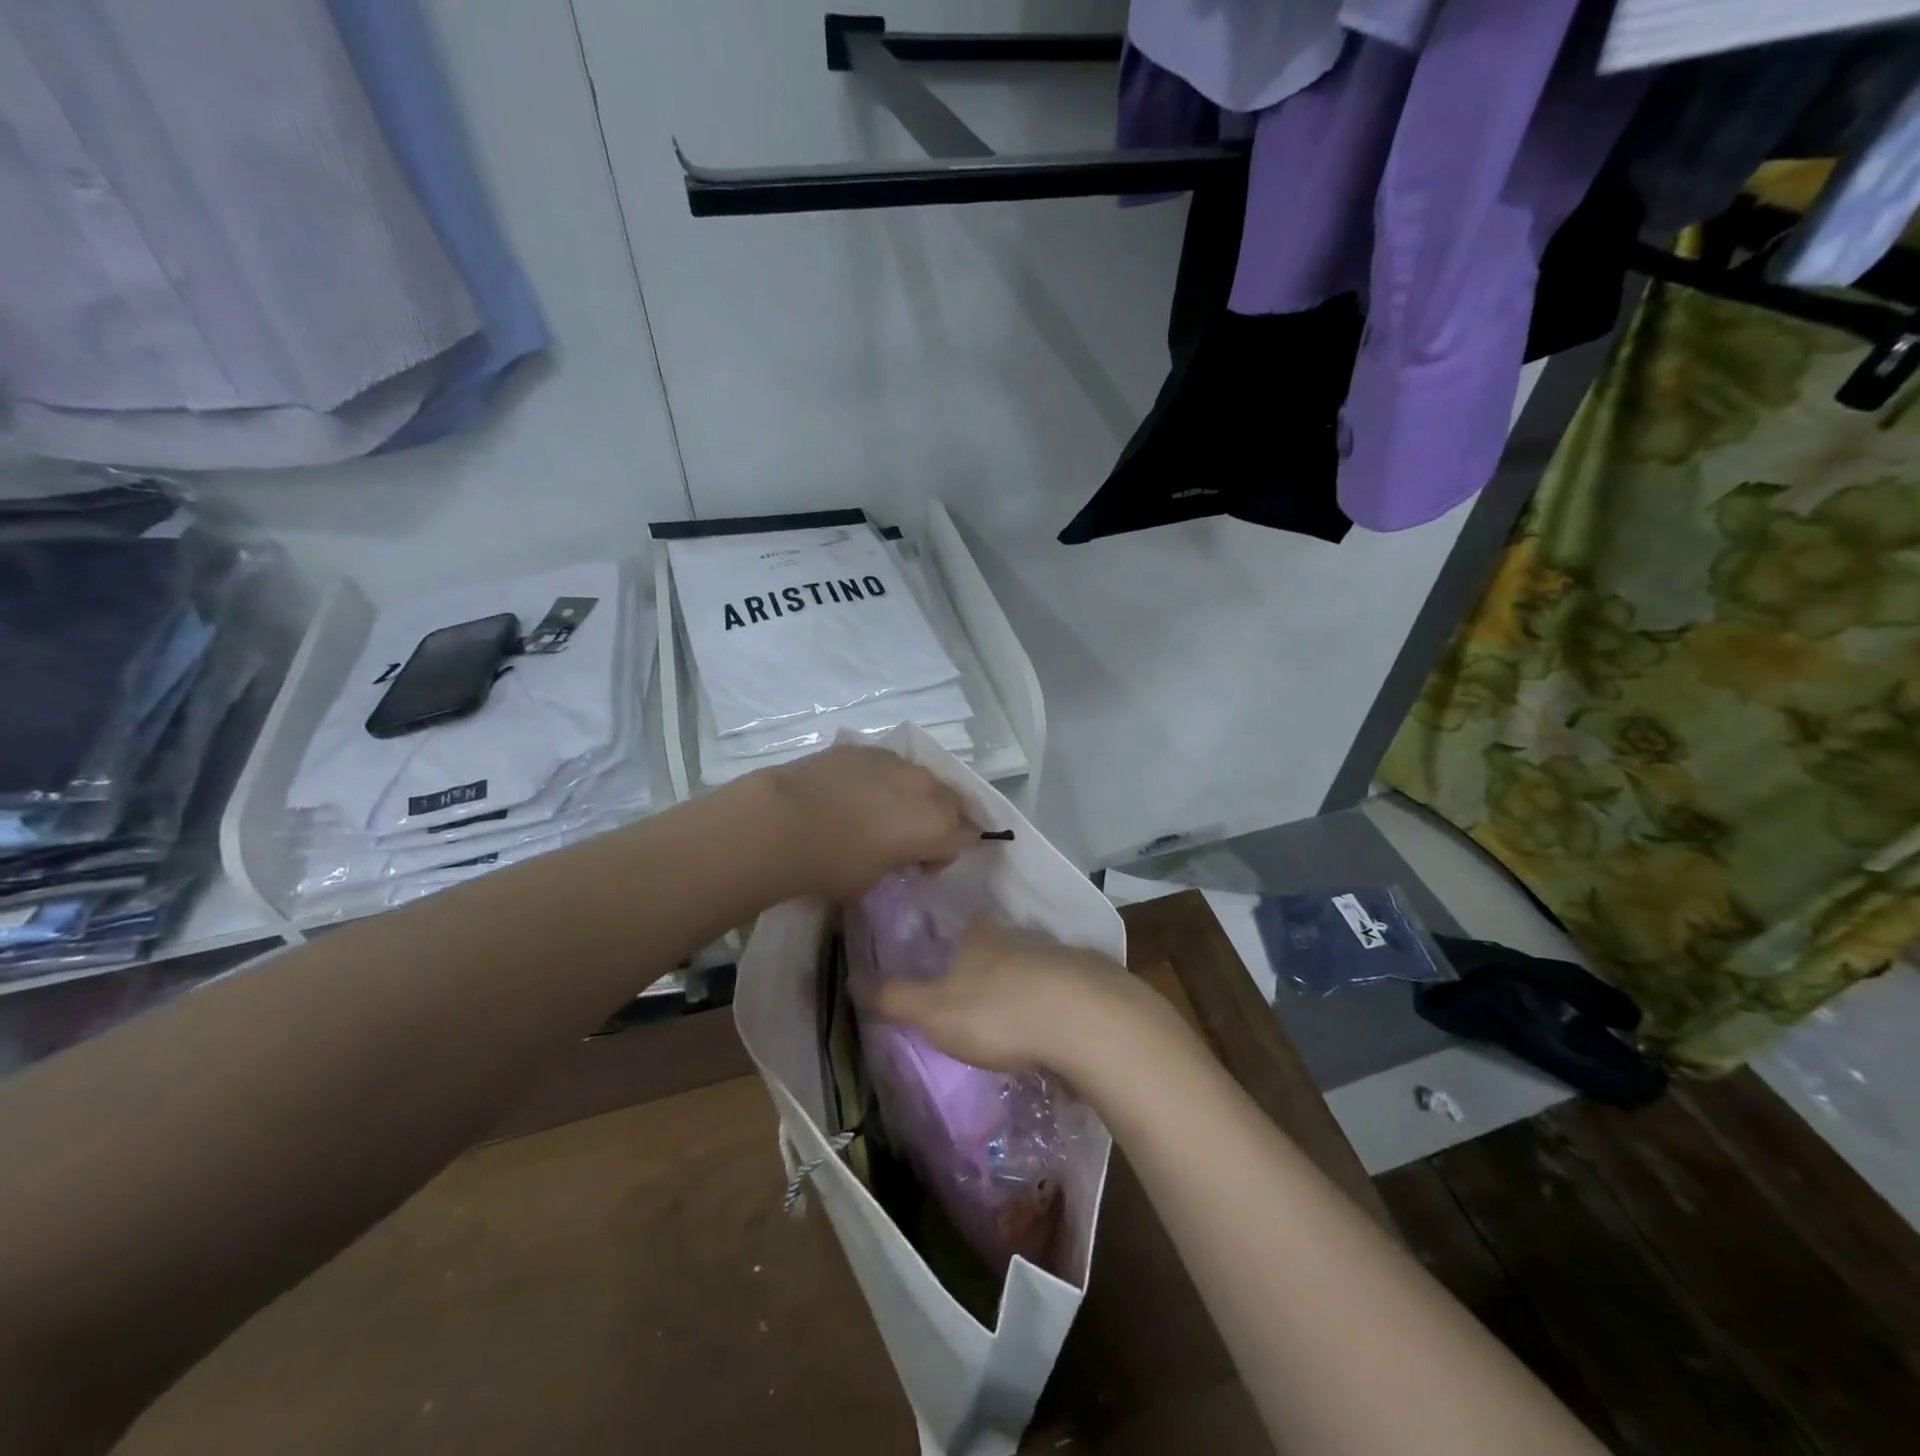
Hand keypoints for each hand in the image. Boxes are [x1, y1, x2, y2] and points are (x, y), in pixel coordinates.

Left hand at [751, 745, 978, 901]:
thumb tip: (895, 853)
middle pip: (949, 800)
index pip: (962, 838)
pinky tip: (854, 794)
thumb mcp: (874, 880)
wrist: (781, 821)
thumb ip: (898, 862)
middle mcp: (923, 787)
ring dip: (912, 796)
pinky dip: (881, 779)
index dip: (942, 856)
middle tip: (909, 840)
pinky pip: (887, 764)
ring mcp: (893, 761)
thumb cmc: (831, 864)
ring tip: (881, 813)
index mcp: (935, 825)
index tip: (918, 868)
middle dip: (938, 820)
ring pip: (919, 777)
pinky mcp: (863, 748)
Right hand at [877, 919, 1175, 1078]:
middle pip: (1007, 944)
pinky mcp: (1099, 983)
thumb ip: (896, 998)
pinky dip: (1069, 1005)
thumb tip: (852, 979)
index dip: (962, 942)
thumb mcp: (934, 1012)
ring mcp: (1066, 956)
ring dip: (1035, 985)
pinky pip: (1077, 990)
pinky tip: (1066, 1032)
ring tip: (1026, 1018)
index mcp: (983, 938)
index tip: (957, 962)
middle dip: (999, 964)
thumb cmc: (998, 1012)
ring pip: (1044, 965)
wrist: (1086, 1022)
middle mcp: (1025, 937)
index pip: (970, 928)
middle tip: (988, 996)